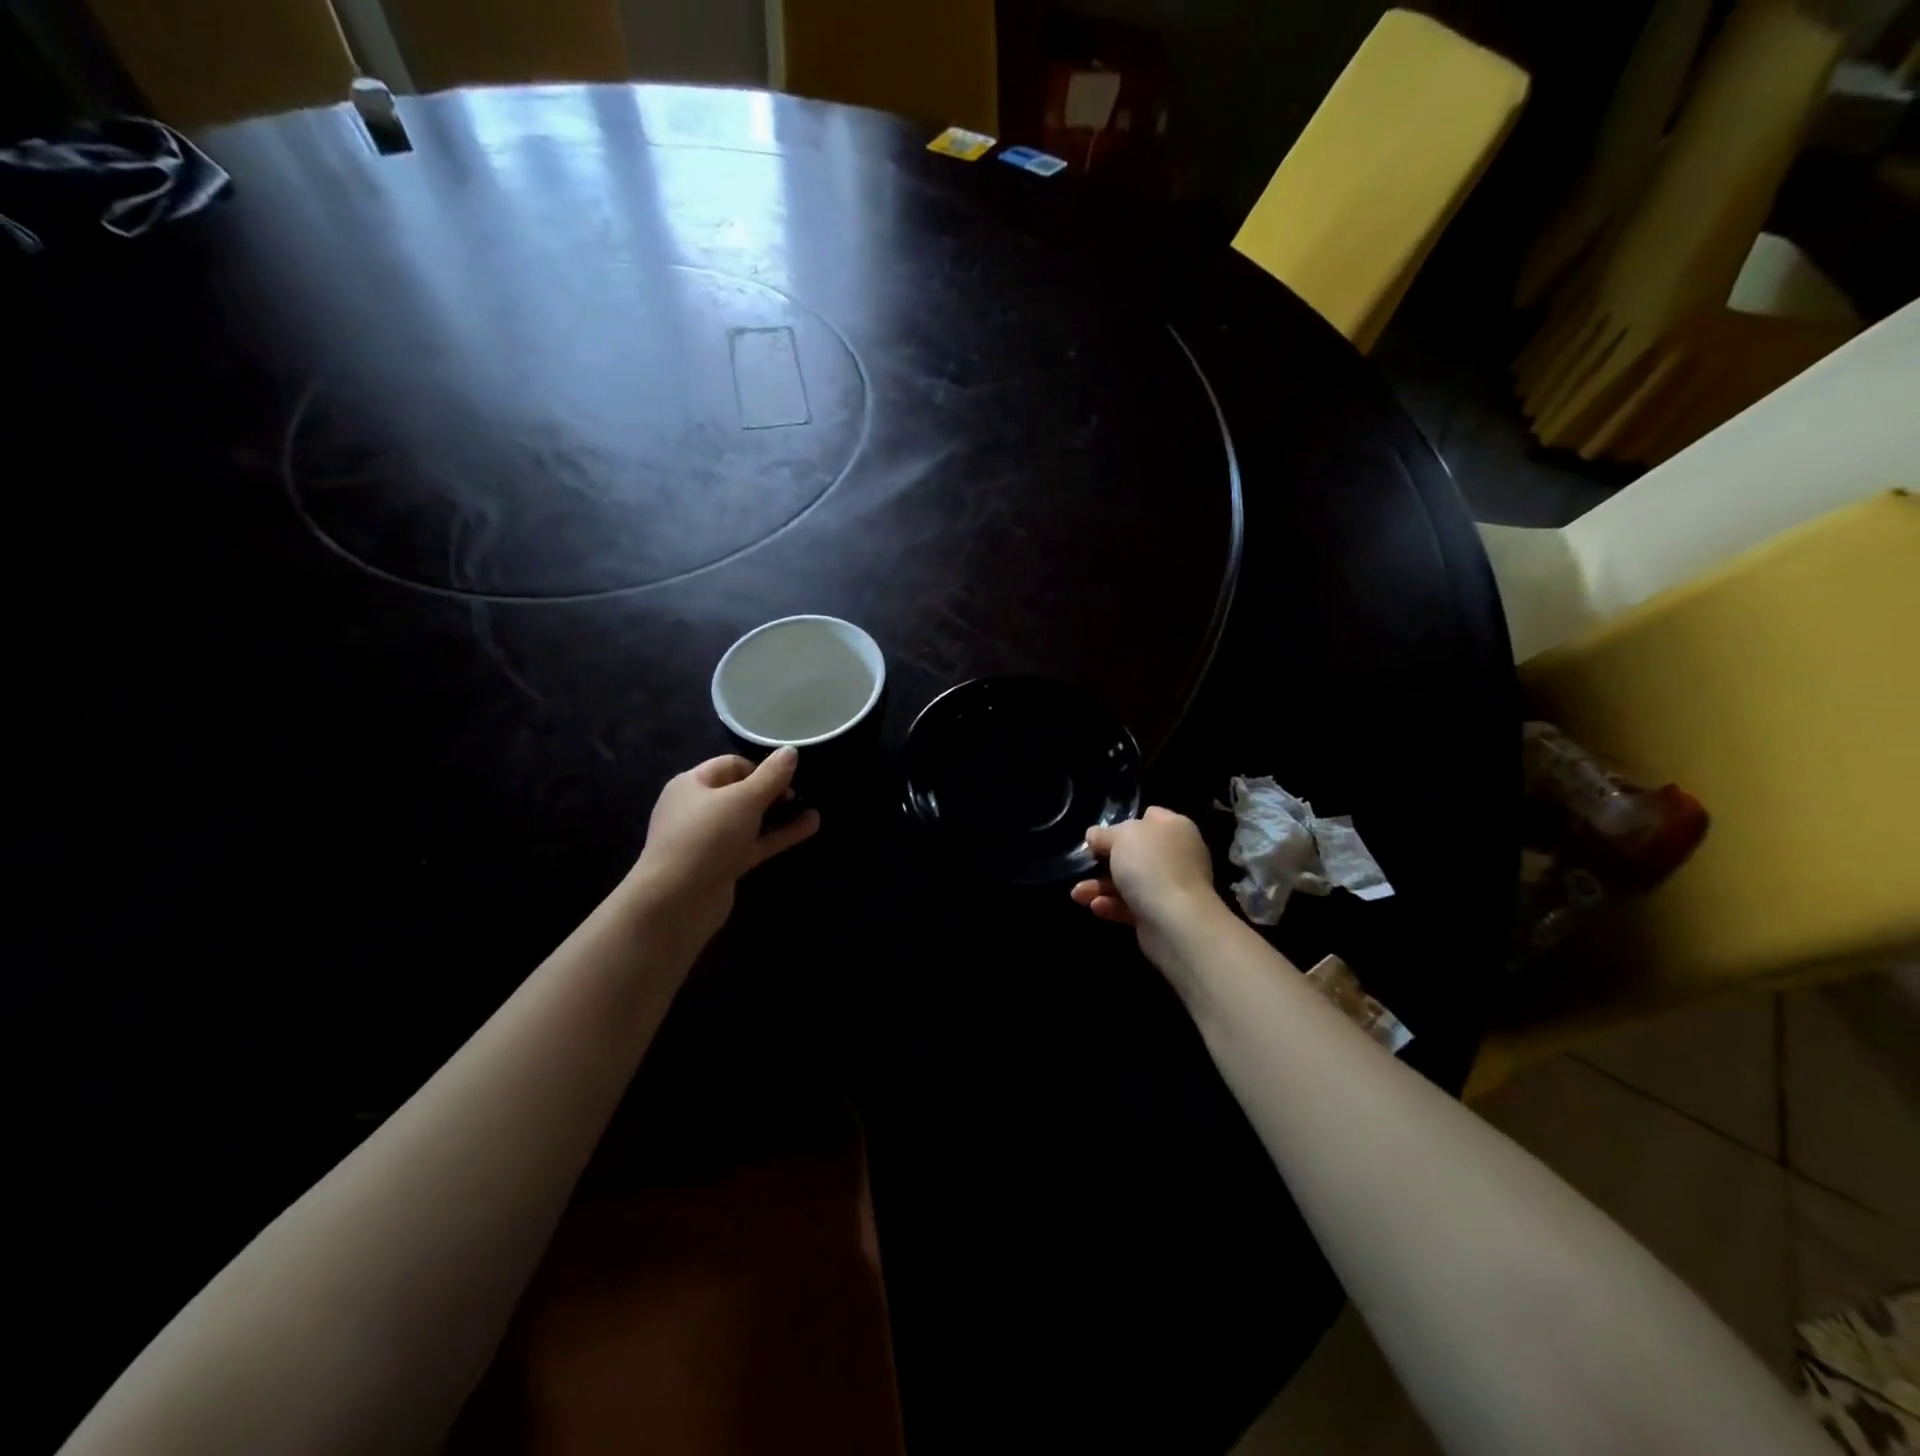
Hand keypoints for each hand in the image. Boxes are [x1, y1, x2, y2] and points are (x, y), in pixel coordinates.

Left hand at [624, 748, 819, 955]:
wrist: (677, 901)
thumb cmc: (707, 837)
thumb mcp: (744, 799)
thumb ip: (771, 776)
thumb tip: (791, 751)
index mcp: (692, 784)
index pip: (731, 765)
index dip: (760, 767)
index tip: (788, 775)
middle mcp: (697, 809)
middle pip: (740, 792)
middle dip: (771, 790)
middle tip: (800, 792)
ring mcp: (709, 840)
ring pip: (750, 820)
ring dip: (779, 813)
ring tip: (812, 807)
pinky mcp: (722, 865)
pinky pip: (754, 843)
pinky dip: (778, 835)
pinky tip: (809, 826)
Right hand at [1071, 807, 1222, 970]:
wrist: (1176, 922)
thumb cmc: (1150, 866)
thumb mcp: (1121, 837)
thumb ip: (1104, 833)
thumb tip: (1094, 835)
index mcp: (1175, 828)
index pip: (1150, 817)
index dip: (1125, 821)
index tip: (1101, 833)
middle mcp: (1176, 855)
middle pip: (1135, 852)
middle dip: (1105, 859)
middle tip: (1084, 862)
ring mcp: (1170, 886)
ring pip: (1129, 881)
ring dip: (1100, 886)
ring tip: (1077, 893)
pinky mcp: (1161, 914)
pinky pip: (1131, 905)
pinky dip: (1112, 905)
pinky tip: (1095, 906)